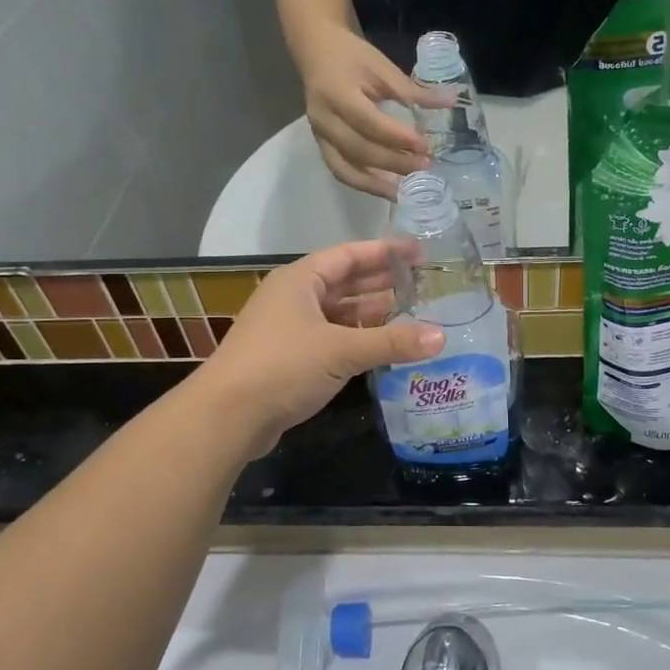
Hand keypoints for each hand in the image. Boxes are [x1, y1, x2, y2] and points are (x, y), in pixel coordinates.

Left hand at [197, 241, 443, 456]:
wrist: (227, 417)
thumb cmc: (282, 366)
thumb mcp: (341, 350)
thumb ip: (392, 342)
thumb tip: (441, 336)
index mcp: (300, 280)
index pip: (348, 255)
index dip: (384, 252)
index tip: (419, 252)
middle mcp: (294, 298)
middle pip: (344, 282)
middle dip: (381, 282)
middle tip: (422, 283)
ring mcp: (289, 329)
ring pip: (338, 313)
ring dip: (371, 314)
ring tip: (411, 314)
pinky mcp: (289, 359)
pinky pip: (331, 339)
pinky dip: (356, 339)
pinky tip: (382, 347)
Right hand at [296, 28, 446, 197]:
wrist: (317, 51)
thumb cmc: (352, 56)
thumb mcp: (383, 67)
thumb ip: (413, 90)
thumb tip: (450, 101)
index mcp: (337, 93)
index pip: (369, 122)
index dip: (397, 137)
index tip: (424, 145)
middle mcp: (324, 119)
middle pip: (359, 150)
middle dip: (393, 163)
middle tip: (424, 166)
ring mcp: (319, 135)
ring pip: (346, 169)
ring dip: (376, 184)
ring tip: (405, 190)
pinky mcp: (321, 145)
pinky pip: (341, 171)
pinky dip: (364, 184)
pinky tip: (387, 189)